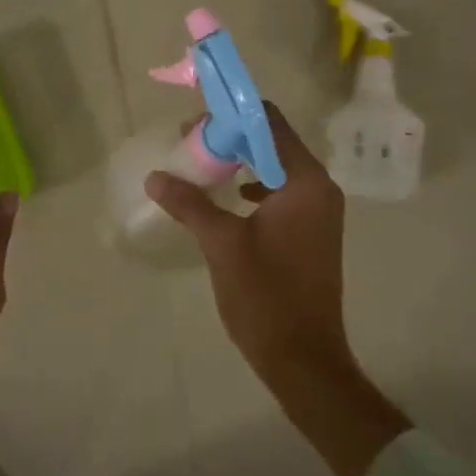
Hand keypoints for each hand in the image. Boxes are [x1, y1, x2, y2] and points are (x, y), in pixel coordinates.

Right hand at [146, 102, 349, 389]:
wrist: (304, 358)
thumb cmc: (266, 296)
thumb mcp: (222, 244)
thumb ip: (190, 204)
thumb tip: (156, 177)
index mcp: (305, 181)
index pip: (269, 122)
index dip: (231, 116)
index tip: (194, 125)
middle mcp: (319, 187)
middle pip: (273, 141)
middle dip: (230, 139)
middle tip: (189, 145)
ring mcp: (319, 211)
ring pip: (276, 167)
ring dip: (240, 162)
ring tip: (202, 168)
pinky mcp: (312, 231)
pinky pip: (281, 192)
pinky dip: (254, 186)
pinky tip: (227, 198)